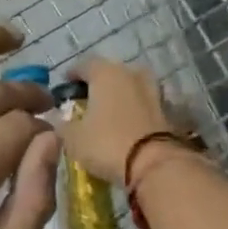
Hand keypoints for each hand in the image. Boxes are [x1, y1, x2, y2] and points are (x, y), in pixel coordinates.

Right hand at [52, 56, 176, 182]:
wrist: (154, 164)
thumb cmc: (106, 144)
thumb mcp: (72, 138)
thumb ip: (63, 124)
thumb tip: (60, 119)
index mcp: (106, 73)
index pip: (84, 64)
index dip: (72, 75)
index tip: (64, 88)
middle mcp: (131, 73)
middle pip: (110, 73)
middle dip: (97, 86)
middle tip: (85, 103)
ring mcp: (153, 89)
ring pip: (129, 87)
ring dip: (118, 97)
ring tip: (106, 115)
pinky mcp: (167, 110)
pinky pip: (143, 105)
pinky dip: (133, 111)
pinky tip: (125, 125)